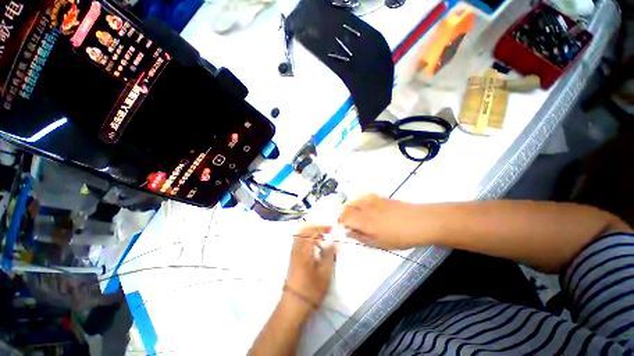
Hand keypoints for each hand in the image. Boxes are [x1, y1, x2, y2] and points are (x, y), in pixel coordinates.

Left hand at [284, 225, 336, 309]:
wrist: (295, 303)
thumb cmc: (312, 289)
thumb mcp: (325, 272)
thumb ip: (329, 254)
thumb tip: (333, 241)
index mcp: (304, 250)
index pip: (311, 231)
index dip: (321, 227)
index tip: (331, 228)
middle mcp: (296, 248)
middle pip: (303, 230)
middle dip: (315, 226)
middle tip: (326, 230)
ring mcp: (293, 252)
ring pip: (300, 234)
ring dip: (311, 231)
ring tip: (322, 236)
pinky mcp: (293, 257)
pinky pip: (299, 240)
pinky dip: (307, 237)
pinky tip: (315, 244)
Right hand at [338, 194, 424, 249]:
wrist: (418, 221)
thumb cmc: (399, 237)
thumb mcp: (379, 243)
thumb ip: (360, 237)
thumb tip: (348, 232)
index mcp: (363, 221)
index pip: (343, 217)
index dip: (340, 222)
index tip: (344, 228)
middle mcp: (364, 207)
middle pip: (345, 206)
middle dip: (343, 214)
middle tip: (348, 223)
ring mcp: (370, 200)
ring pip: (352, 200)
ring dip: (349, 207)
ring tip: (355, 215)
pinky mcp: (377, 196)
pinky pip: (361, 196)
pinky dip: (357, 202)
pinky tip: (364, 208)